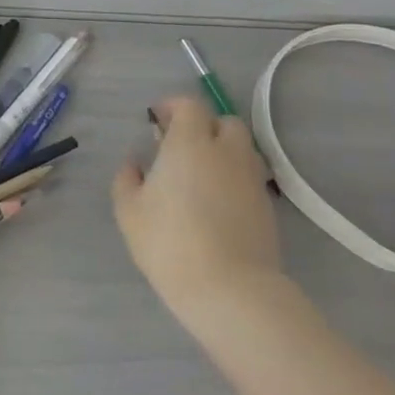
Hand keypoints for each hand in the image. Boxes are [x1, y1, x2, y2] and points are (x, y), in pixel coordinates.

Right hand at [112, 94, 281, 321]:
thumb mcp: (128, 210)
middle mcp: (226, 153)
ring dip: (222, 149)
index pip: (190, 106)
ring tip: (200, 172)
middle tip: (180, 145)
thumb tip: (135, 164)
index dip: (172, 107)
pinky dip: (233, 175)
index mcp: (190, 145)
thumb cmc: (169, 242)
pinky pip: (249, 175)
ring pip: (242, 148)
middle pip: (225, 121)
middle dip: (204, 125)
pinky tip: (215, 199)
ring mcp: (251, 179)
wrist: (228, 288)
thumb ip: (127, 178)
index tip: (156, 119)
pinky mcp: (266, 205)